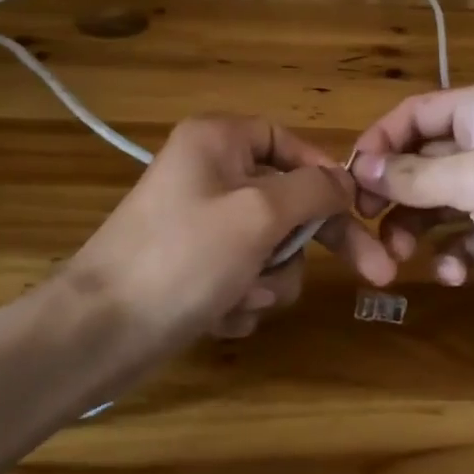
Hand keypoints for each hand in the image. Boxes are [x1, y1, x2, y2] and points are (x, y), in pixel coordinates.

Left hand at [70, 115, 396, 342]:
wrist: (98, 332)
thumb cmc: (183, 257)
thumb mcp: (259, 214)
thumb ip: (313, 190)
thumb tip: (346, 181)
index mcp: (218, 140)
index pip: (290, 143)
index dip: (327, 177)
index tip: (362, 211)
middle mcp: (209, 173)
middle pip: (287, 200)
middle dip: (306, 246)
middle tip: (375, 274)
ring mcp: (200, 223)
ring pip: (269, 246)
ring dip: (267, 279)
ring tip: (240, 299)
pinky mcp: (193, 266)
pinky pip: (242, 275)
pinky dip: (241, 299)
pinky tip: (220, 316)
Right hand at [350, 85, 473, 334]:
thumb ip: (415, 175)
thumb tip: (361, 168)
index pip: (414, 114)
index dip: (379, 142)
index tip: (351, 180)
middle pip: (422, 159)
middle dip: (395, 192)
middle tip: (368, 224)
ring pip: (440, 201)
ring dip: (417, 227)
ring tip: (401, 257)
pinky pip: (467, 235)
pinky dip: (454, 253)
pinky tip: (454, 274)